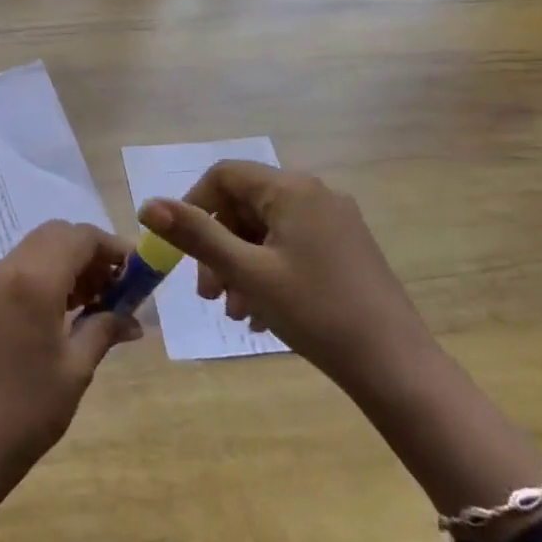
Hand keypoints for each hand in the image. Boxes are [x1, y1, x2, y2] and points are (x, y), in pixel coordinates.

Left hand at [0, 221, 140, 472]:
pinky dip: (41, 276)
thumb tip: (134, 319)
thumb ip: (105, 329)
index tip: (136, 272)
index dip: (112, 248)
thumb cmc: (30, 409)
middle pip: (55, 235)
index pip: (80, 237)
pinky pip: (14, 271)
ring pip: (33, 250)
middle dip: (88, 252)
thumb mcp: (77, 368)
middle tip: (114, 287)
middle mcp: (5, 269)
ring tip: (90, 303)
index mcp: (34, 280)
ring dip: (65, 263)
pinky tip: (56, 313)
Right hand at [137, 160, 428, 387]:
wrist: (395, 365)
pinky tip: (262, 316)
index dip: (193, 206)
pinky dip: (267, 274)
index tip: (180, 249)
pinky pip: (290, 248)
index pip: (224, 176)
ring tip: (235, 313)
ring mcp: (335, 222)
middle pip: (244, 206)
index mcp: (291, 189)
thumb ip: (195, 235)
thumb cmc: (314, 311)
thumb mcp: (246, 273)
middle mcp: (315, 195)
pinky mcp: (346, 250)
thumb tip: (147, 205)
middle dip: (217, 247)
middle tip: (207, 294)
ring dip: (239, 266)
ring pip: (266, 232)